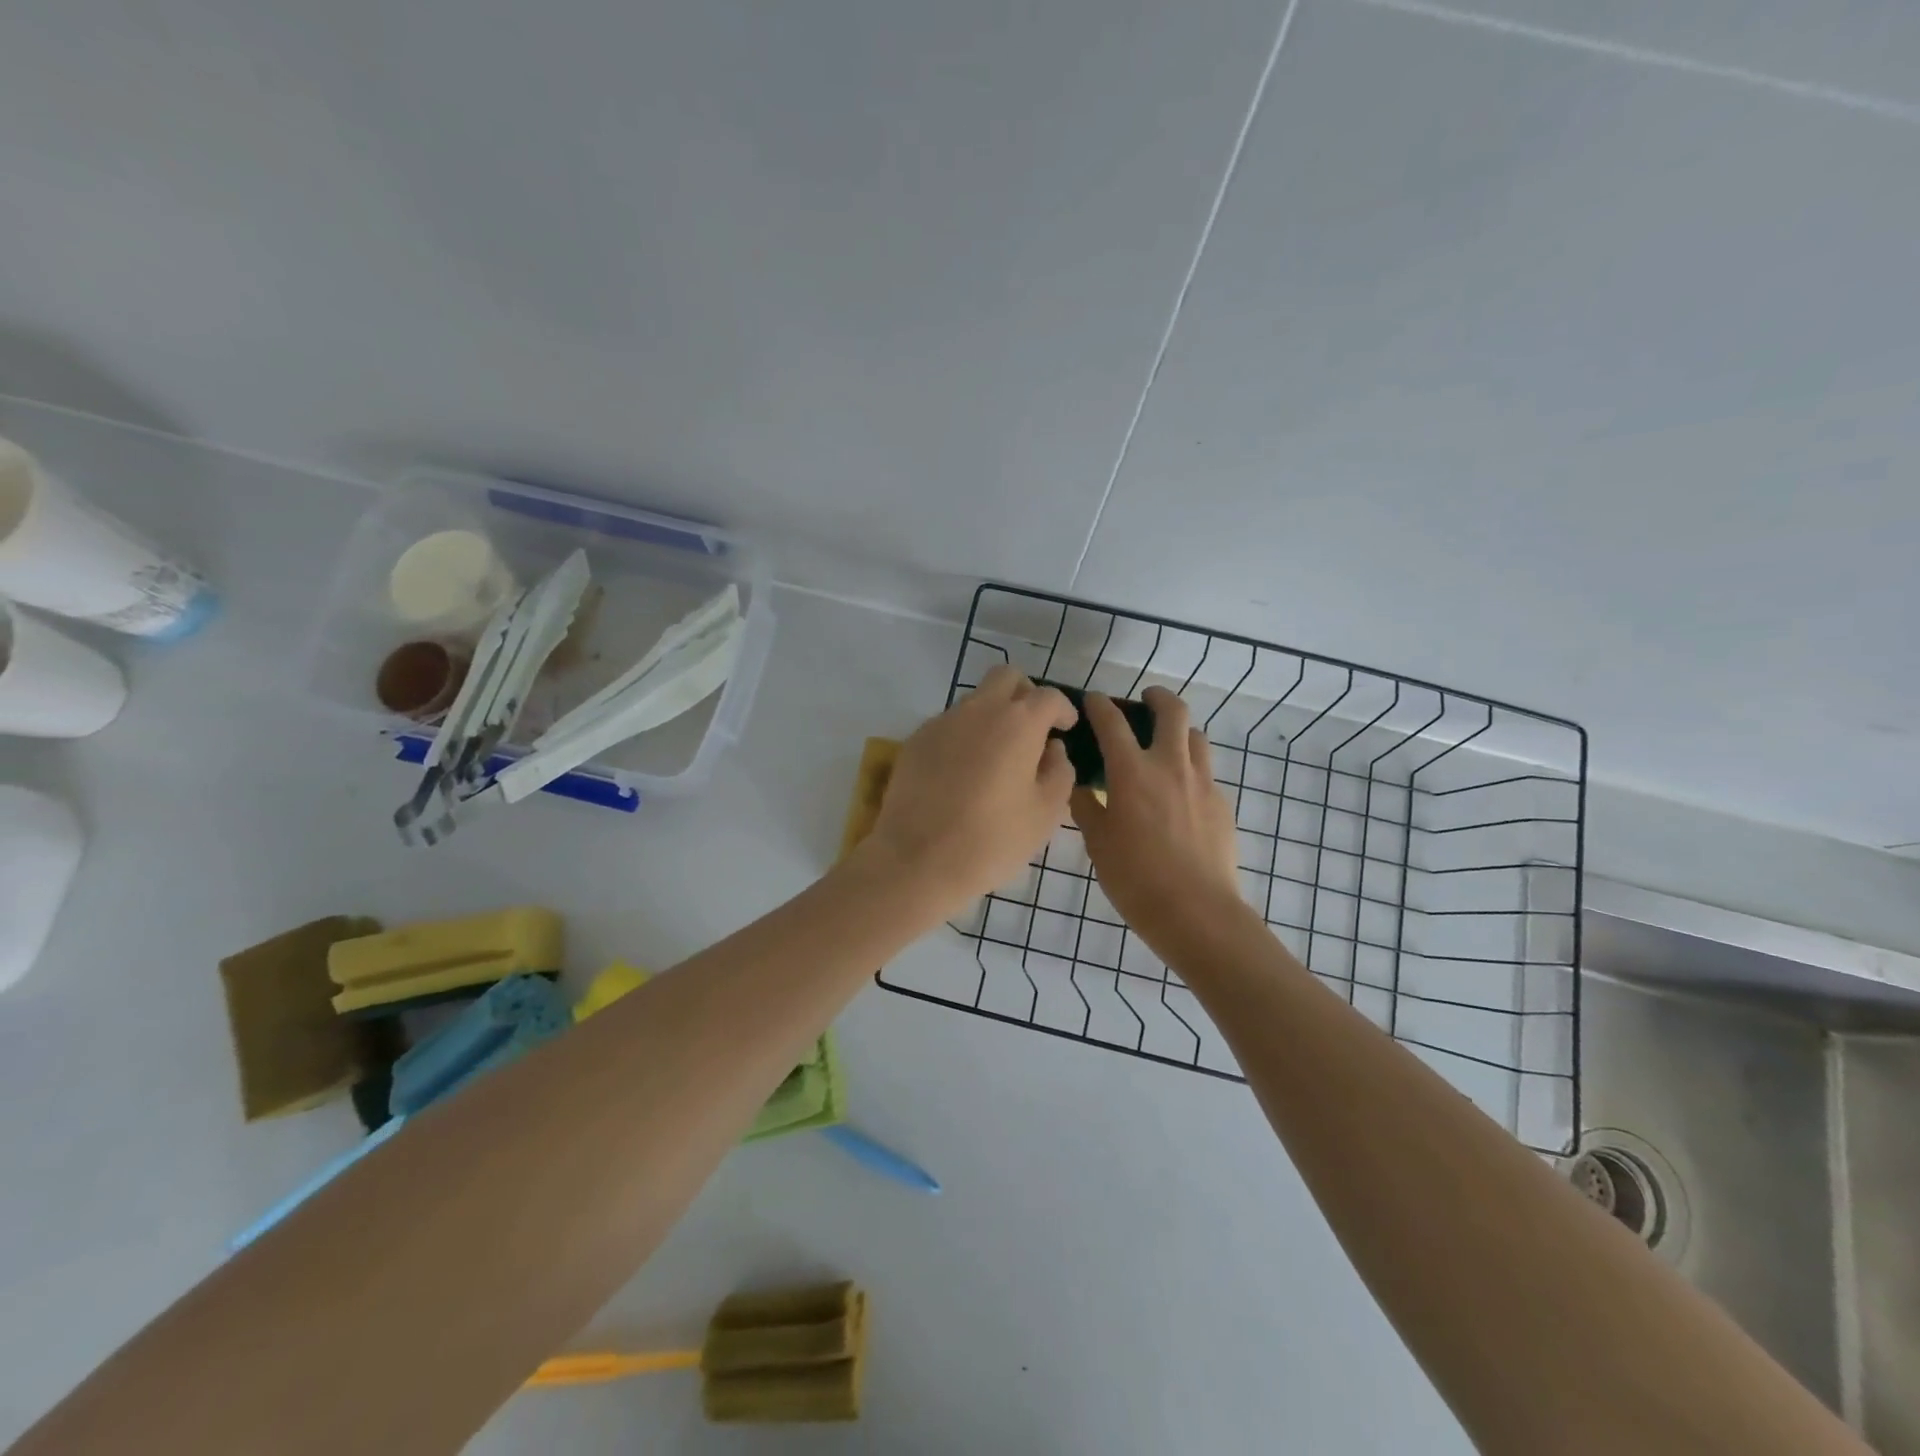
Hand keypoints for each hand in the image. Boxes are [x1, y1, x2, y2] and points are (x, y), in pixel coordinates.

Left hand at [859, 664, 1077, 913]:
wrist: (918, 859)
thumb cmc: (993, 839)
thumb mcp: (1045, 813)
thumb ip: (1059, 771)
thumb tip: (1053, 749)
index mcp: (1018, 723)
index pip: (1048, 696)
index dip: (1063, 708)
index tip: (1066, 727)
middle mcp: (979, 710)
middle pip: (1006, 677)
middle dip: (1025, 694)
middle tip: (1032, 727)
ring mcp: (942, 722)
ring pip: (975, 700)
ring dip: (993, 714)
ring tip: (998, 755)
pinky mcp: (916, 741)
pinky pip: (949, 724)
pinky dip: (965, 735)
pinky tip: (965, 771)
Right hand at [1072, 687, 1243, 950]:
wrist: (1196, 911)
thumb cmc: (1135, 877)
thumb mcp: (1098, 843)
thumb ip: (1087, 808)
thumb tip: (1080, 787)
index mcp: (1132, 772)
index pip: (1112, 722)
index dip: (1099, 705)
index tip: (1092, 700)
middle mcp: (1170, 766)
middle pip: (1172, 711)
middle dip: (1157, 697)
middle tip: (1146, 700)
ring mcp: (1202, 783)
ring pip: (1197, 737)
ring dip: (1180, 731)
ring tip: (1166, 744)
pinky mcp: (1222, 804)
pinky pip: (1207, 772)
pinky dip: (1191, 768)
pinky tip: (1181, 792)